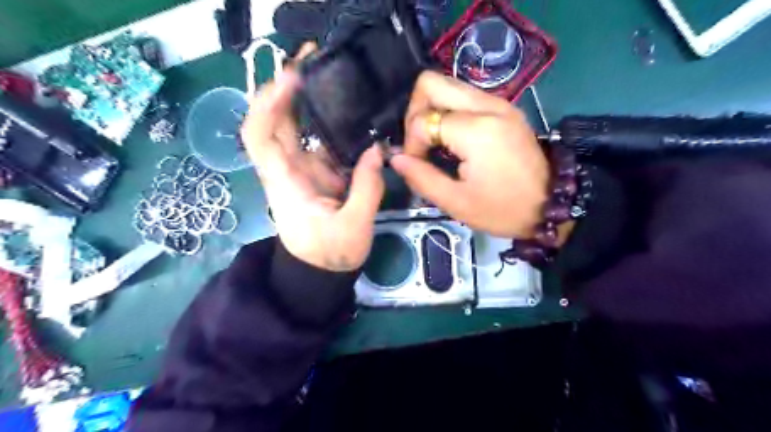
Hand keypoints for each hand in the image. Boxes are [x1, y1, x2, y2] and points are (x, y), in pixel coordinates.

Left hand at [239, 54, 385, 269]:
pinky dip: (329, 123)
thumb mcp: (354, 227)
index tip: (292, 78)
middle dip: (284, 86)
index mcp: (286, 182)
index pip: (260, 135)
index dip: (268, 103)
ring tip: (331, 75)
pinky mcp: (316, 172)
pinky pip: (319, 140)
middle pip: (273, 121)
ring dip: (306, 99)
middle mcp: (287, 169)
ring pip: (295, 127)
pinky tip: (347, 109)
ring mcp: (302, 168)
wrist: (320, 272)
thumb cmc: (330, 255)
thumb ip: (367, 188)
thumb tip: (377, 150)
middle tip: (313, 58)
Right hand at [392, 71, 546, 237]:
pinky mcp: (505, 108)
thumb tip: (395, 158)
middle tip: (420, 143)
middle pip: (431, 82)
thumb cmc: (503, 210)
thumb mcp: (456, 202)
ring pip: (449, 86)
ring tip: (434, 142)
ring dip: (432, 110)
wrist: (551, 206)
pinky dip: (450, 112)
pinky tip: (452, 139)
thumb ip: (421, 177)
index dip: (411, 144)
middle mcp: (487, 105)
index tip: (417, 166)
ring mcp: (499, 103)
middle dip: (415, 112)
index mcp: (476, 130)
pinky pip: (466, 96)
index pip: (423, 120)